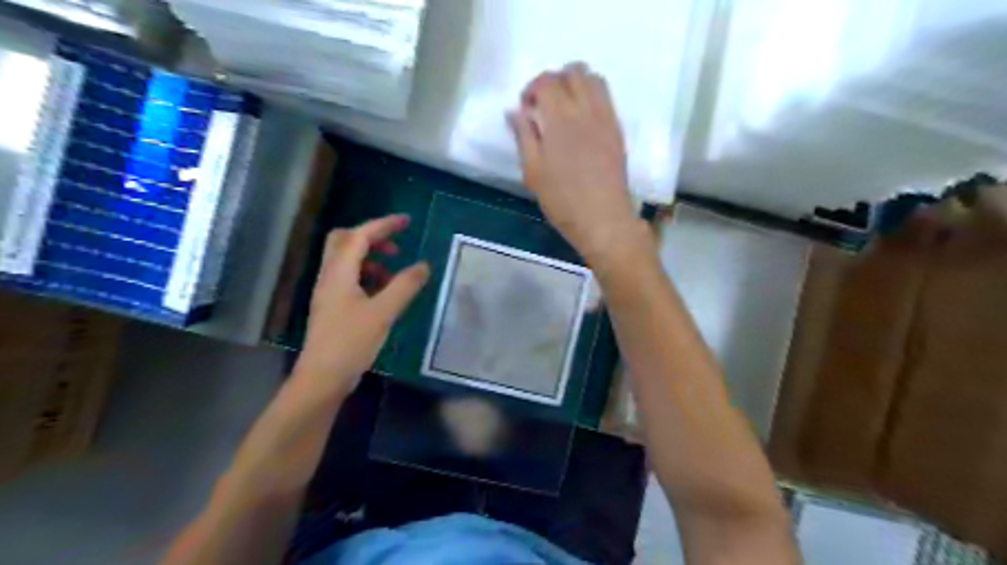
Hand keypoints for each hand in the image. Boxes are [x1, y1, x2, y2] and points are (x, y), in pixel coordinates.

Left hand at [296, 215, 427, 397]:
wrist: (322, 378)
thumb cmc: (351, 343)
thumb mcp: (383, 313)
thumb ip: (404, 286)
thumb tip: (424, 265)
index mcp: (339, 272)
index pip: (360, 236)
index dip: (383, 225)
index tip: (406, 221)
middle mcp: (329, 276)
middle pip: (345, 241)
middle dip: (372, 237)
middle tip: (396, 245)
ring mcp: (328, 291)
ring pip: (346, 259)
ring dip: (370, 256)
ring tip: (393, 270)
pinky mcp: (332, 305)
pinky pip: (348, 277)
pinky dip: (367, 274)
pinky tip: (382, 290)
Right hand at [512, 62, 644, 265]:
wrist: (603, 219)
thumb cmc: (562, 200)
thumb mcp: (533, 171)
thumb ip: (524, 136)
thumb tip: (515, 111)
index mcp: (560, 119)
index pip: (547, 82)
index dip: (532, 88)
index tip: (525, 108)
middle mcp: (586, 110)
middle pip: (573, 72)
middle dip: (554, 80)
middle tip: (544, 104)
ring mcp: (606, 118)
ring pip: (594, 79)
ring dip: (576, 83)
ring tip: (564, 107)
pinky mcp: (617, 130)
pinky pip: (606, 98)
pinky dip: (591, 96)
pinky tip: (582, 120)